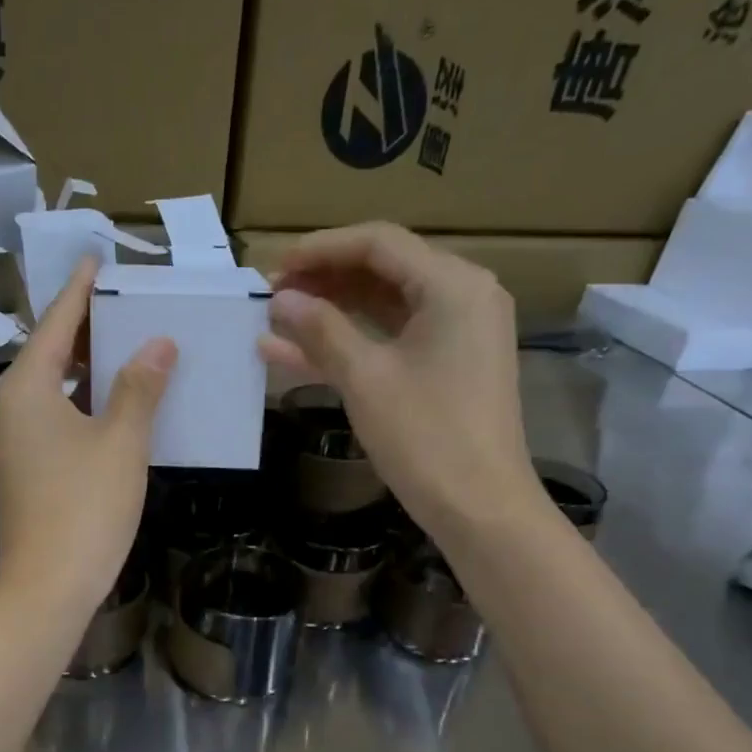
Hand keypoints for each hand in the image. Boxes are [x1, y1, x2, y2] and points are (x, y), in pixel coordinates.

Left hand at [0, 257, 175, 615]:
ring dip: (86, 367)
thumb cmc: (86, 506)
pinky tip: (115, 402)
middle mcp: (7, 405)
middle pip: (48, 351)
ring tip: (128, 347)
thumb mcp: (122, 441)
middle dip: (87, 328)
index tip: (97, 260)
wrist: (48, 585)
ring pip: (50, 386)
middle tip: (128, 305)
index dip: (81, 290)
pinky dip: (81, 401)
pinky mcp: (21, 465)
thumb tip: (158, 343)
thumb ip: (139, 386)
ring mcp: (10, 438)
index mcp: (24, 387)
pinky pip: (51, 415)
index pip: (55, 322)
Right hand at [260, 222, 543, 543]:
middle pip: (382, 270)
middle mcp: (462, 296)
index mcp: (452, 285)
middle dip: (323, 280)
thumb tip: (280, 299)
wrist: (481, 508)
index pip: (378, 243)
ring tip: (276, 320)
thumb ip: (321, 330)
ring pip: (383, 307)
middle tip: (270, 295)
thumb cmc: (426, 438)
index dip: (320, 249)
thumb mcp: (366, 379)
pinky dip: (350, 344)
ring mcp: (457, 333)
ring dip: (331, 312)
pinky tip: (294, 353)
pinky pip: (392, 340)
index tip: (273, 267)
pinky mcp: (447, 366)